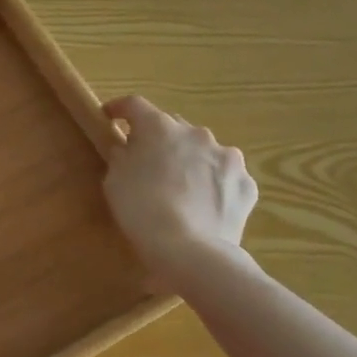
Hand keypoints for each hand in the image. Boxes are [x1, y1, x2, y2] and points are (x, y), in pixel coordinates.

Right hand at [102, 95, 258, 290]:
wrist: (191, 251)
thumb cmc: (141, 209)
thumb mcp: (114, 178)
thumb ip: (122, 155)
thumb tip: (129, 149)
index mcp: (160, 127)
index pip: (134, 104)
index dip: (119, 109)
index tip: (109, 118)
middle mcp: (197, 133)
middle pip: (171, 126)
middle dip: (158, 138)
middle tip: (146, 159)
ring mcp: (227, 158)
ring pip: (202, 149)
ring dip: (189, 159)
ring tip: (180, 185)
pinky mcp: (247, 184)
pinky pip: (223, 175)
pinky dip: (212, 182)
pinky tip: (203, 202)